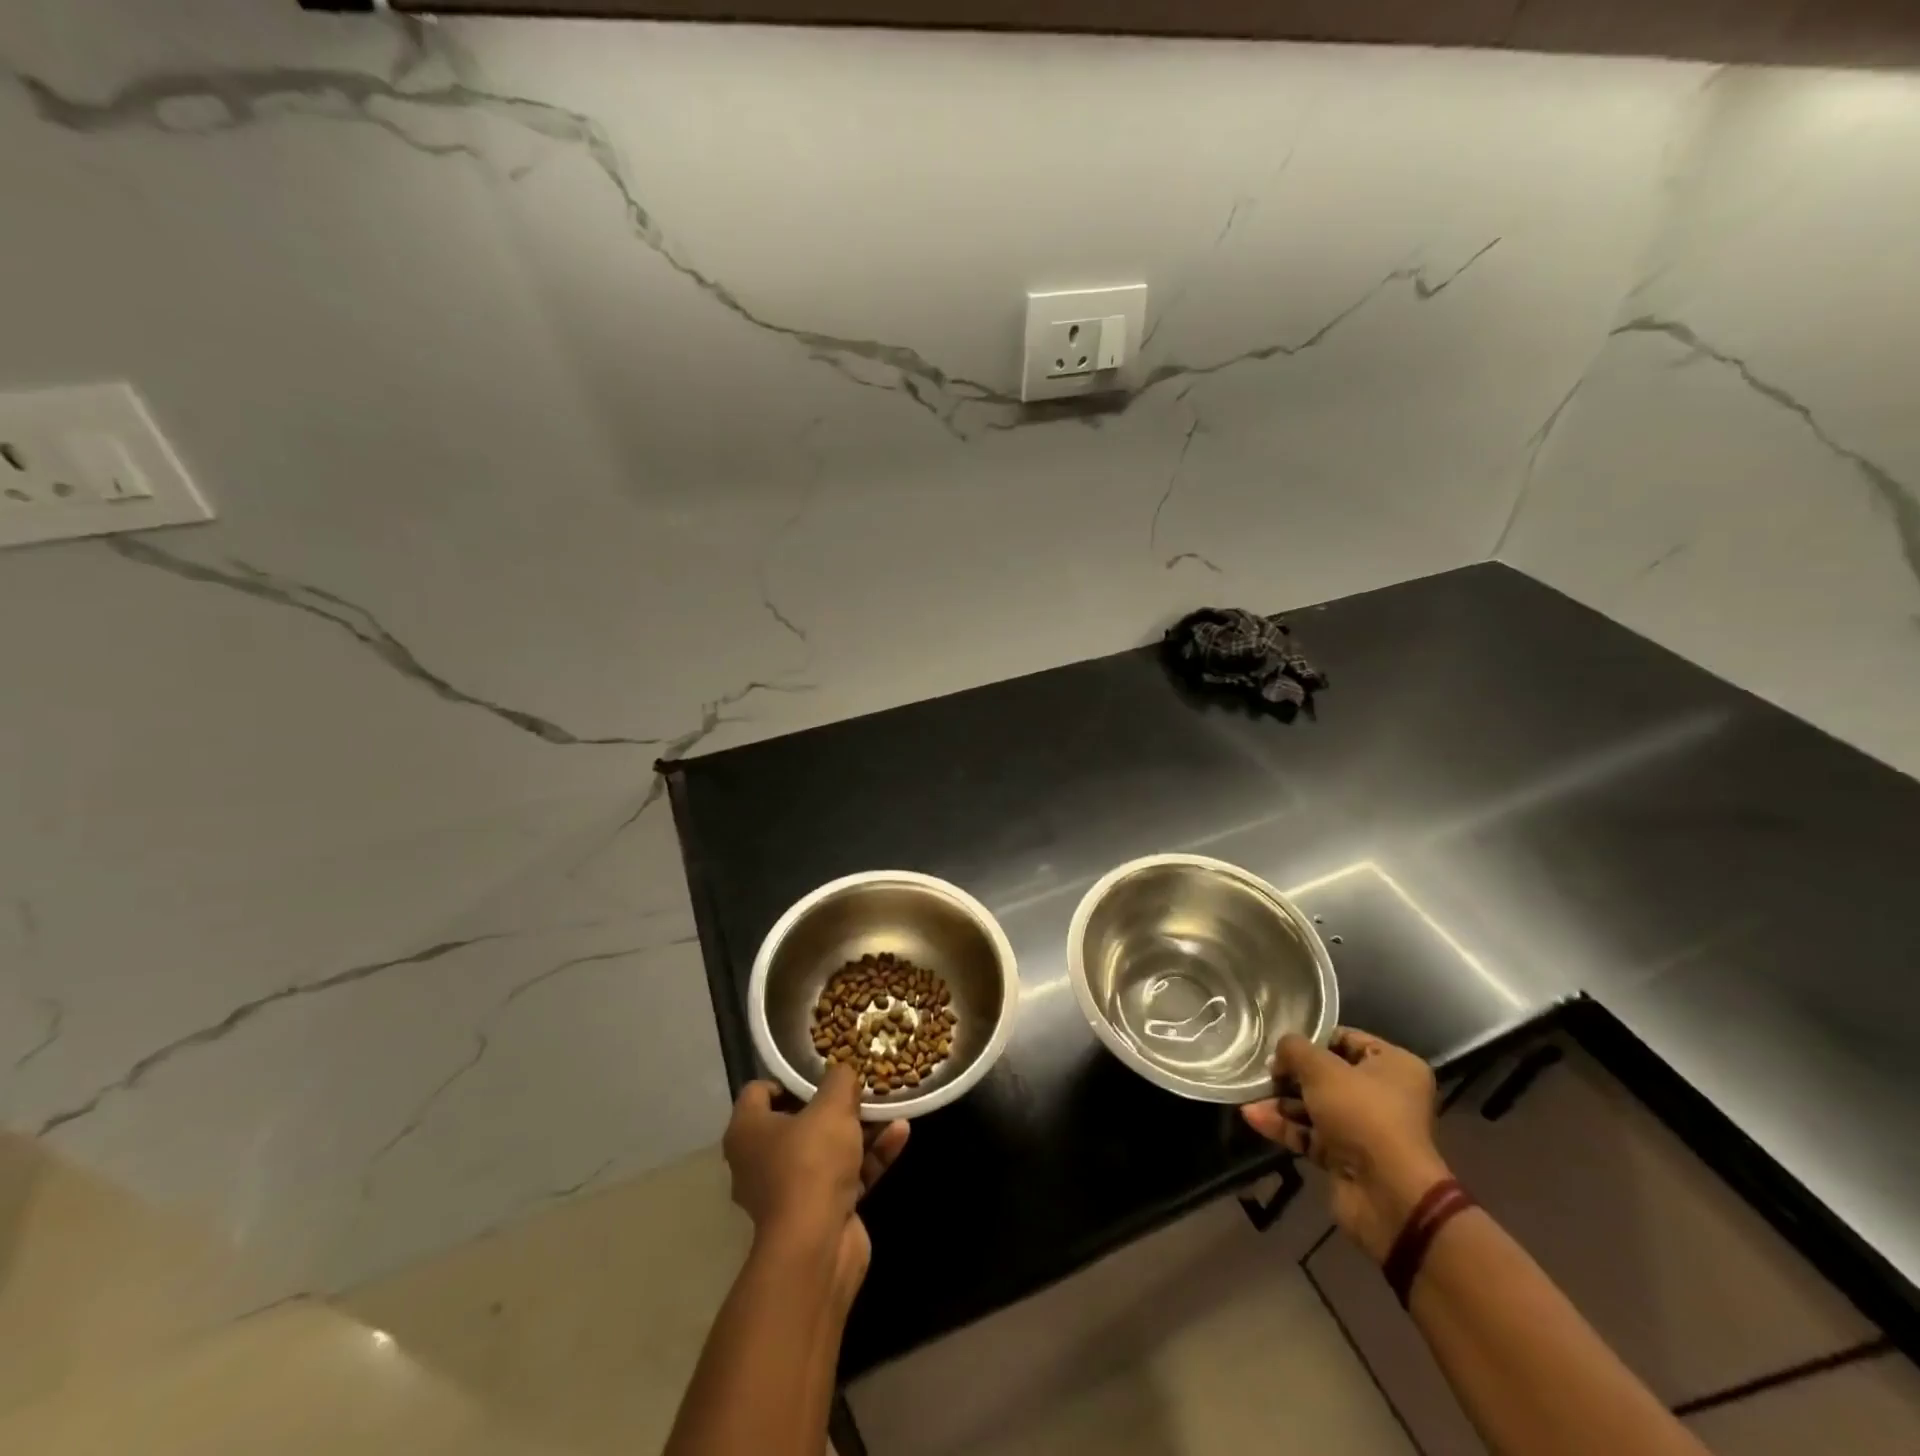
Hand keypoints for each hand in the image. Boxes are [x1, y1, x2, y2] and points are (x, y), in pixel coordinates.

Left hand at [722, 1065, 908, 1300]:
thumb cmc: (811, 1163)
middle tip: (861, 1085)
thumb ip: (840, 1080)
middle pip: (798, 1120)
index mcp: (748, 1132)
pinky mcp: (821, 1213)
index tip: (820, 1071)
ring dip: (861, 1128)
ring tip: (890, 1104)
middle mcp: (761, 1160)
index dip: (788, 1079)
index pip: (759, 1092)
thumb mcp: (832, 1106)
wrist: (816, 1247)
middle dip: (833, 1104)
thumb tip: (844, 1071)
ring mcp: (791, 1190)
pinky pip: (847, 1174)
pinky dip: (871, 1156)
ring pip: (827, 1148)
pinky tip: (901, 1133)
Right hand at [1241, 1027, 1449, 1263]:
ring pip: (1315, 1106)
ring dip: (1281, 1101)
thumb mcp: (1322, 1069)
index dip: (1313, 1038)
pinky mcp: (1346, 1157)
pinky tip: (1252, 1117)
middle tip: (1263, 1070)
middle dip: (1291, 1074)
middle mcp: (1384, 1095)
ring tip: (1249, 1093)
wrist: (1387, 1195)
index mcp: (1394, 1067)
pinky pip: (1311, 1134)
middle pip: (1327, 1075)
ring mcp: (1364, 1129)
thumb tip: (1280, 1052)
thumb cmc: (1362, 1115)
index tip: (1281, 1042)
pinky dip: (1284, 1126)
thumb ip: (1294, 1049)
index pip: (1347, 1039)